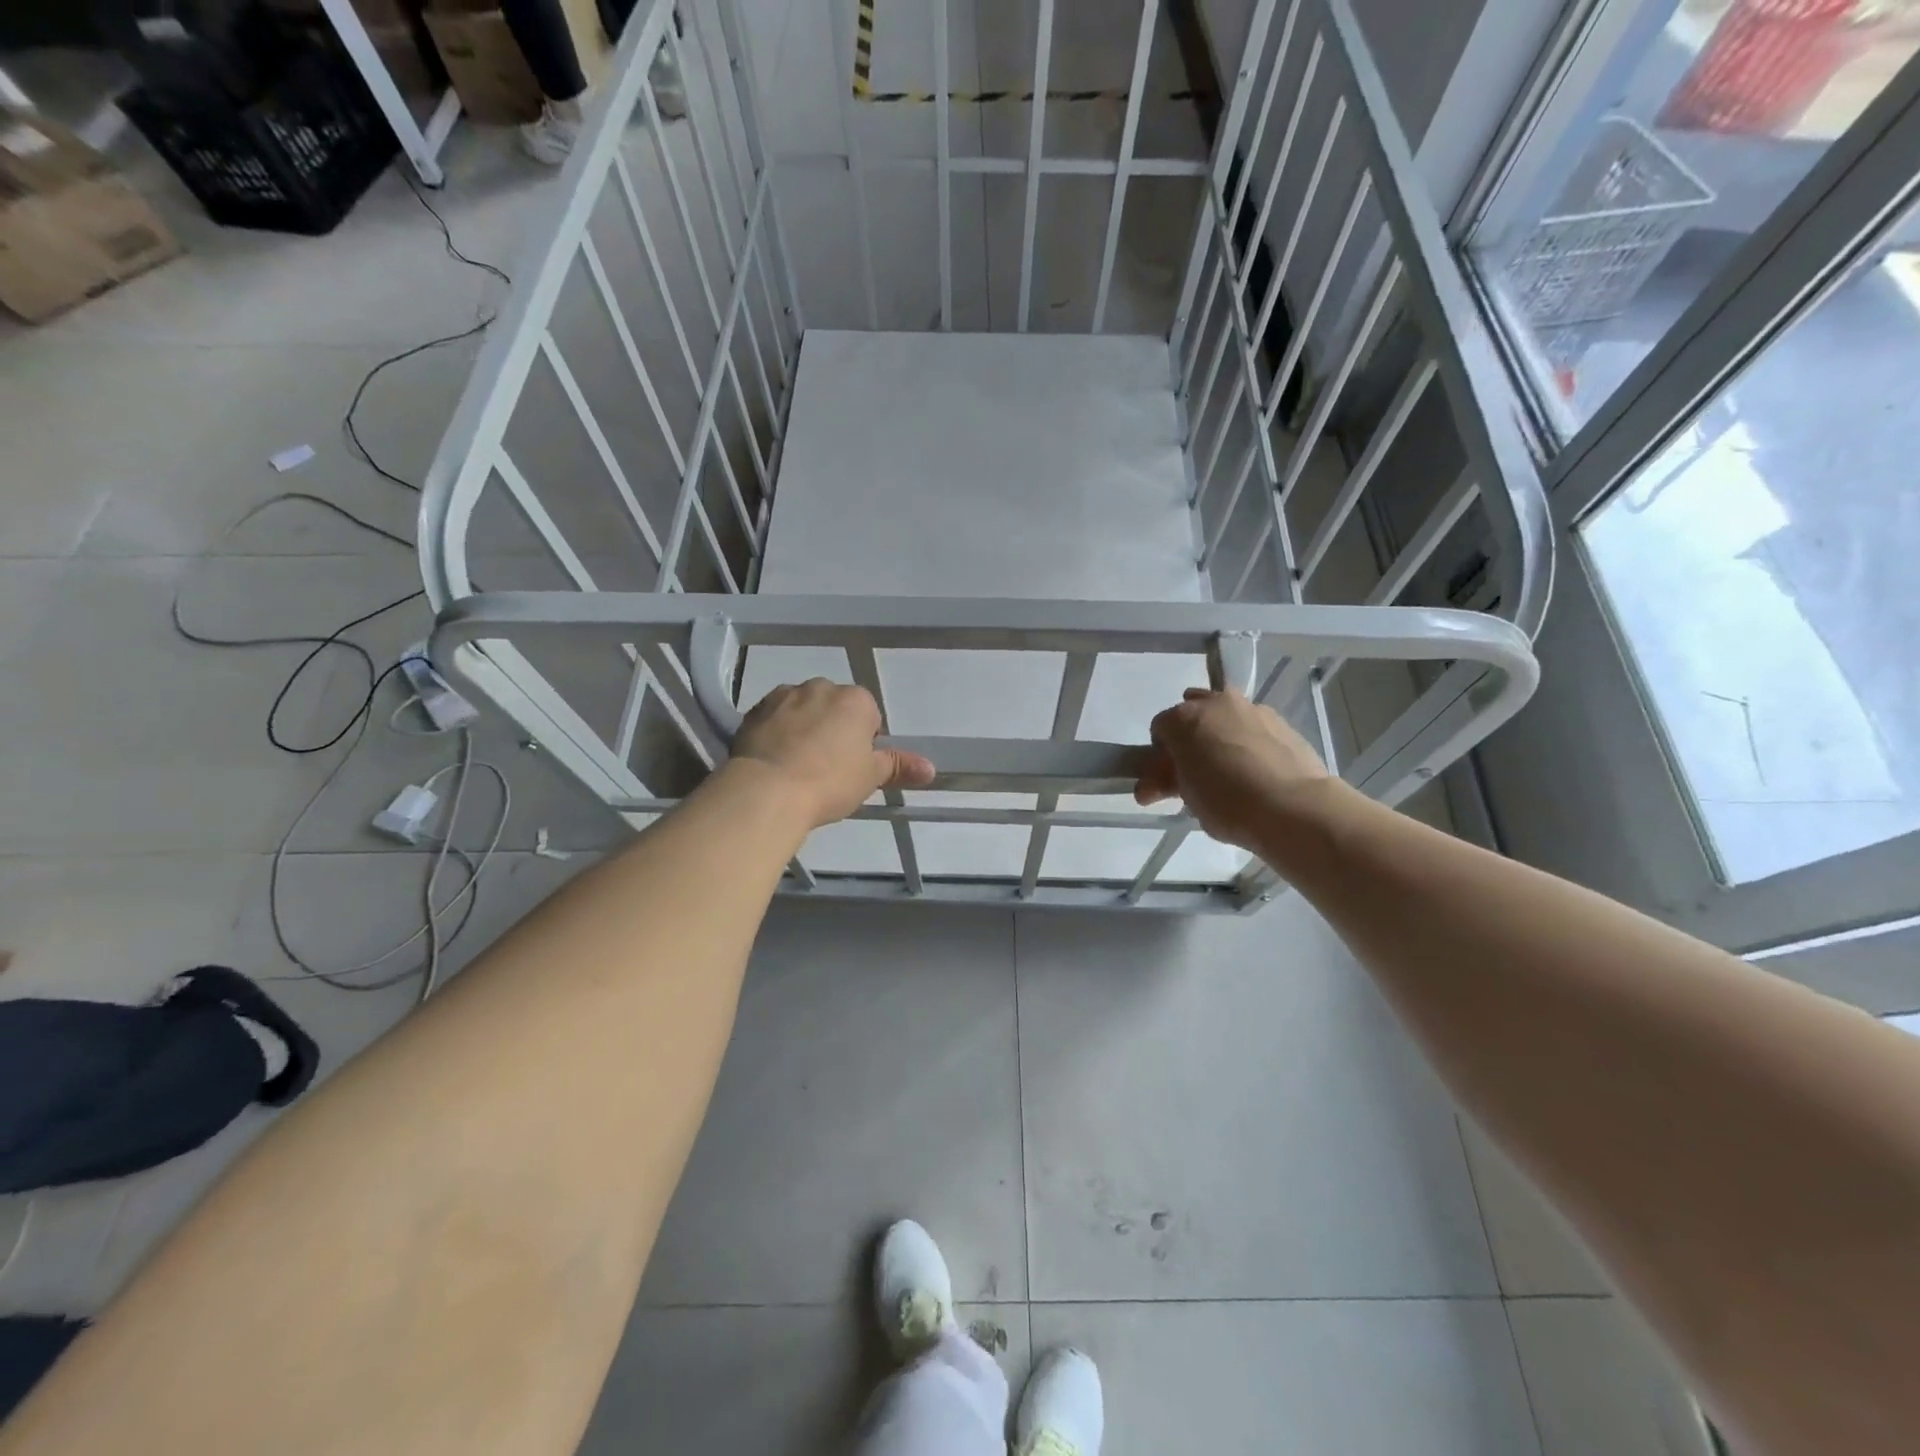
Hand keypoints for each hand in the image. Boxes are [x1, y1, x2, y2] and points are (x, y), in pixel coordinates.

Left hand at [731, 679, 935, 829]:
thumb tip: (930, 767)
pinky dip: (776, 733)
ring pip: (801, 710)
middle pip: (833, 707)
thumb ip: (899, 767)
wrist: (766, 790)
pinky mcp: (753, 711)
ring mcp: (783, 696)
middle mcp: (820, 687)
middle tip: (826, 768)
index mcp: (855, 699)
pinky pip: (773, 718)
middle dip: (832, 729)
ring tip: (797, 765)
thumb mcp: (870, 777)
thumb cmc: (829, 782)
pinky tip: (773, 761)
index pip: (869, 715)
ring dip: (803, 728)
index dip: (863, 742)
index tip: (853, 767)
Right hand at [1135, 688, 1330, 850]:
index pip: (1160, 729)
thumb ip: (1165, 783)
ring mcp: (1252, 709)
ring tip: (1230, 770)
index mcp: (1184, 718)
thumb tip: (1148, 787)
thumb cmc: (1228, 802)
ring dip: (1220, 734)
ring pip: (1226, 715)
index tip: (1169, 779)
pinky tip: (1257, 770)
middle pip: (1192, 712)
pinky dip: (1249, 741)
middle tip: (1196, 771)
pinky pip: (1254, 727)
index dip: (1161, 755)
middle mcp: (1216, 703)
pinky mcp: (1282, 721)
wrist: (1294, 806)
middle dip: (1190, 737)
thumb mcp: (1186, 797)